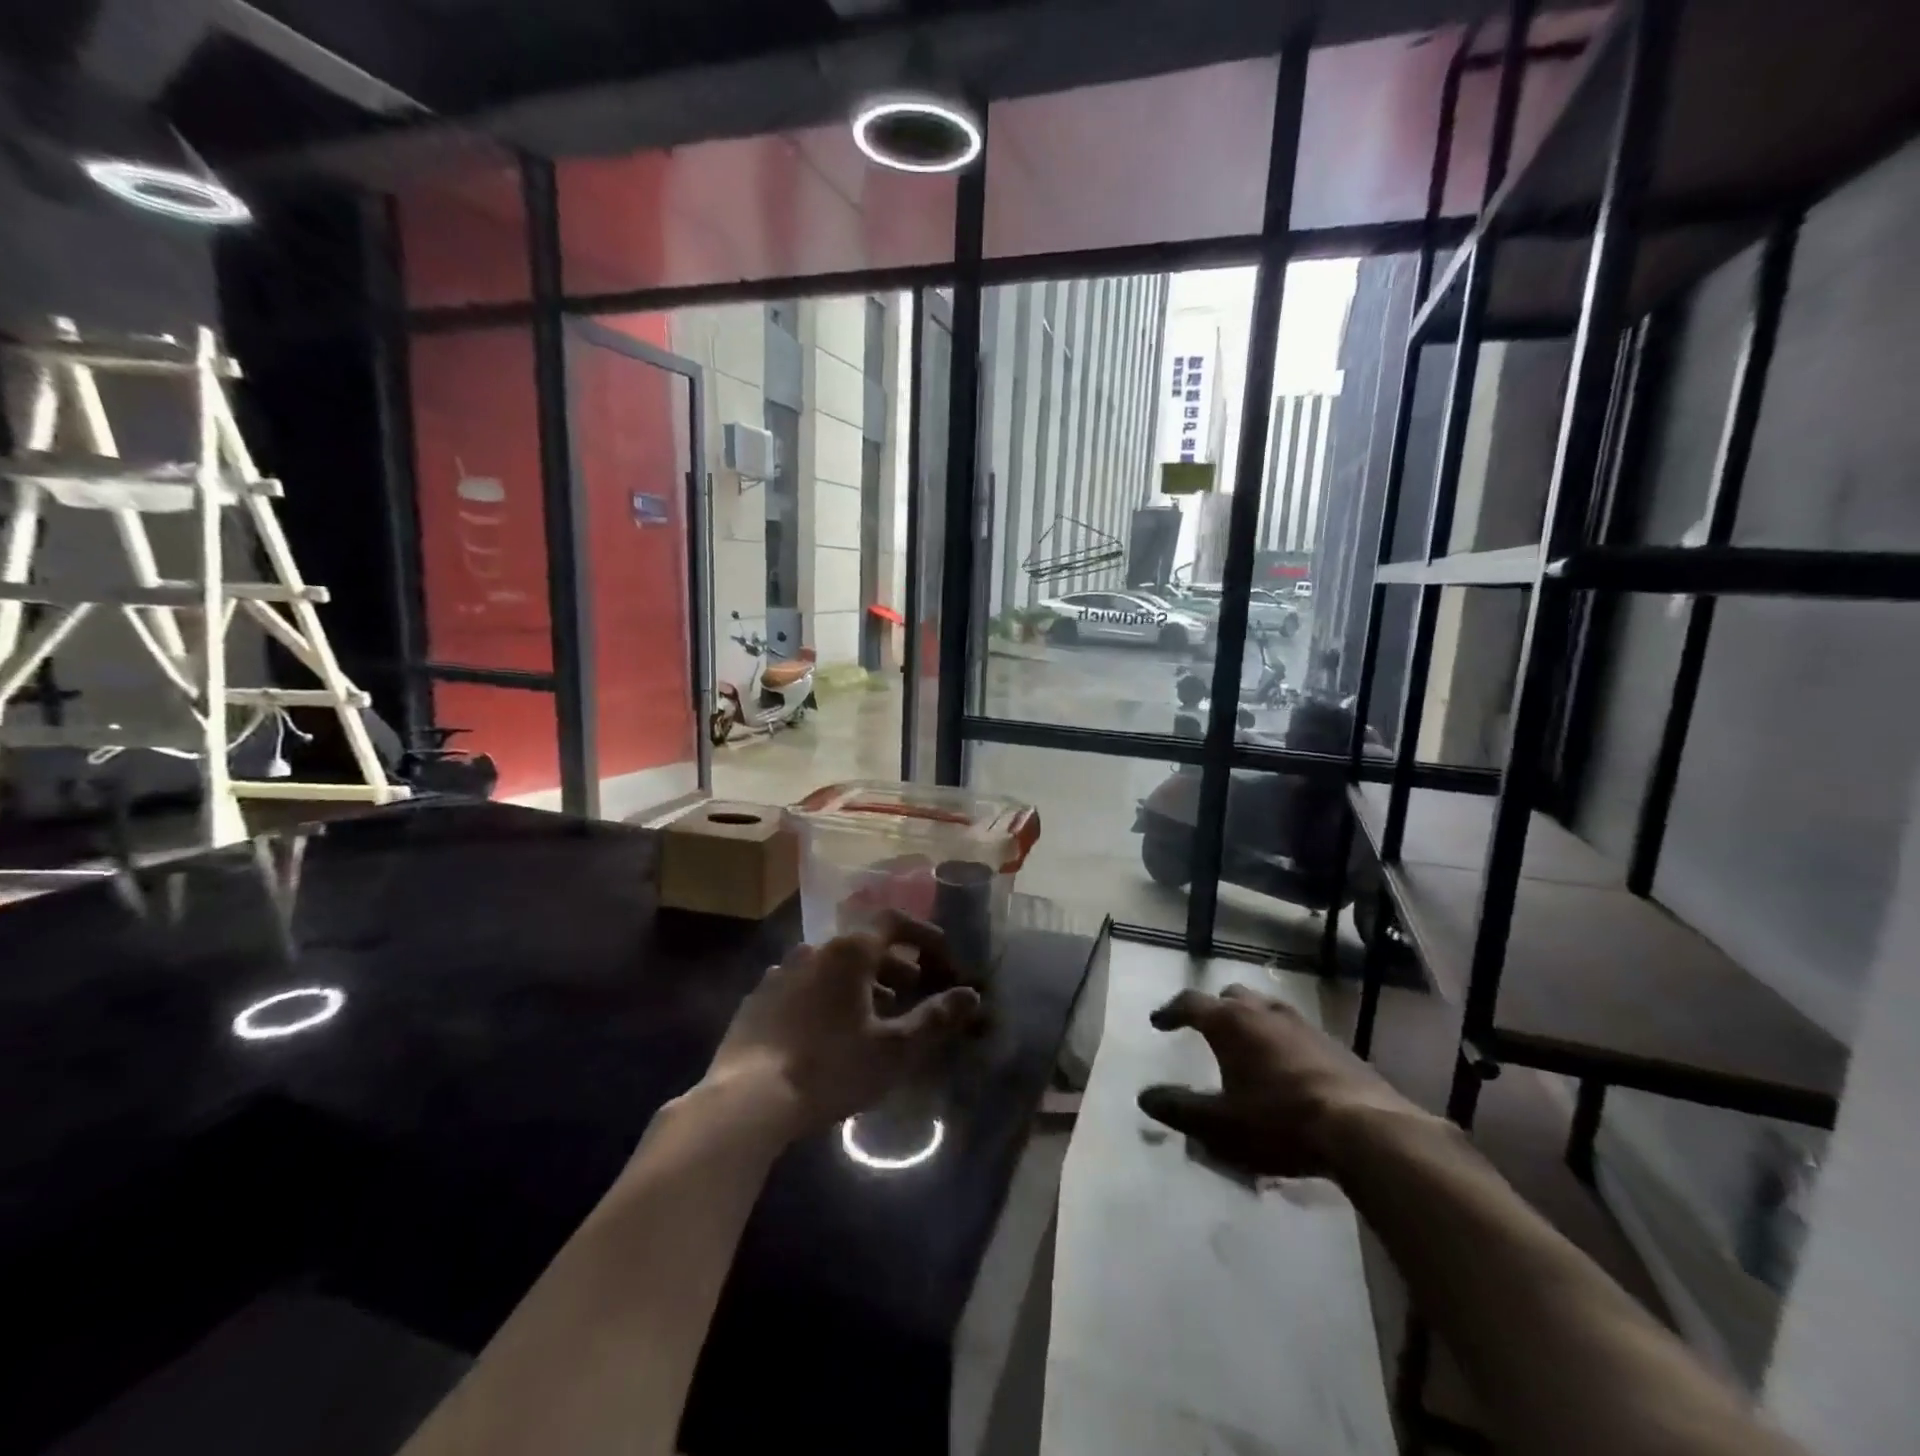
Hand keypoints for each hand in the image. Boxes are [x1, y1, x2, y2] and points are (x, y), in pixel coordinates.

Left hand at [707, 912, 980, 1136]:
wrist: (746, 1101)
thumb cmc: (830, 1068)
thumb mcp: (894, 1049)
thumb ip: (935, 1018)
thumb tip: (971, 995)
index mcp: (848, 952)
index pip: (892, 921)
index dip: (922, 933)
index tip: (941, 955)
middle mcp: (812, 950)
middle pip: (862, 945)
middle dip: (893, 963)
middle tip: (913, 990)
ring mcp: (779, 974)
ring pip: (830, 966)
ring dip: (859, 981)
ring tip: (874, 1015)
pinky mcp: (757, 1000)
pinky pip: (802, 986)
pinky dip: (825, 996)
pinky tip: (827, 1030)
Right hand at [1138, 984, 1426, 1177]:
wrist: (1366, 1129)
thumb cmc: (1281, 1122)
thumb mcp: (1220, 1125)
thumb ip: (1180, 1109)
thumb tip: (1145, 1097)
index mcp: (1231, 1023)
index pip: (1191, 1003)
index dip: (1171, 1011)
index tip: (1159, 1022)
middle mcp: (1264, 1012)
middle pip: (1233, 996)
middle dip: (1216, 1008)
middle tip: (1207, 1028)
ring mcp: (1303, 1025)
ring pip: (1267, 1009)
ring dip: (1252, 1021)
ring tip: (1248, 1045)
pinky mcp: (1334, 1044)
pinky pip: (1296, 1031)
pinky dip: (1282, 1040)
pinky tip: (1288, 1068)